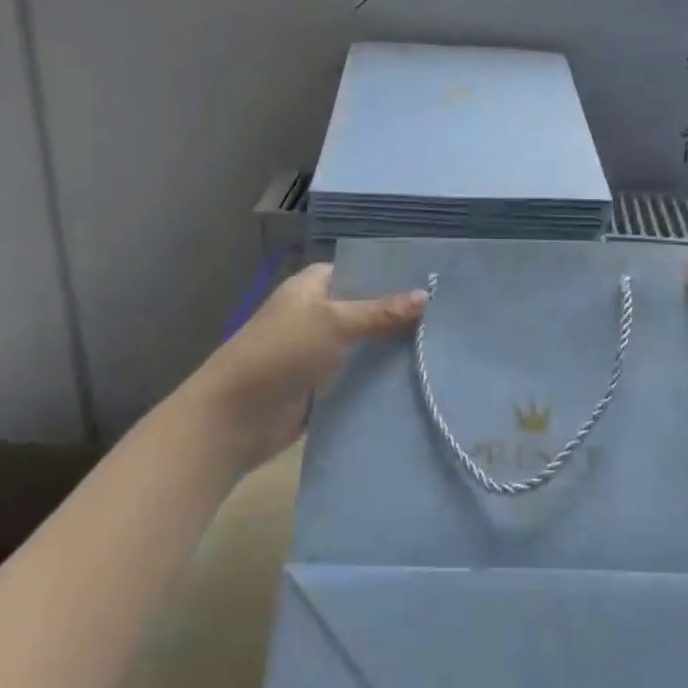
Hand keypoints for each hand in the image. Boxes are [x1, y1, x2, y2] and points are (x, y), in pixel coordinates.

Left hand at [186, 263, 426, 473]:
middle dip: (401, 314)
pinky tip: (420, 379)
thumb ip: (380, 311)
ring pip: (366, 344)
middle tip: (452, 316)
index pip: (361, 269)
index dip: (394, 274)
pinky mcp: (323, 386)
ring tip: (446, 346)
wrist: (235, 418)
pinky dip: (381, 378)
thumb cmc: (281, 352)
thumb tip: (426, 295)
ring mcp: (320, 351)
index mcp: (313, 286)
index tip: (436, 280)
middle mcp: (318, 313)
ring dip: (394, 349)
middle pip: (367, 308)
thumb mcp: (334, 323)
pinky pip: (359, 377)